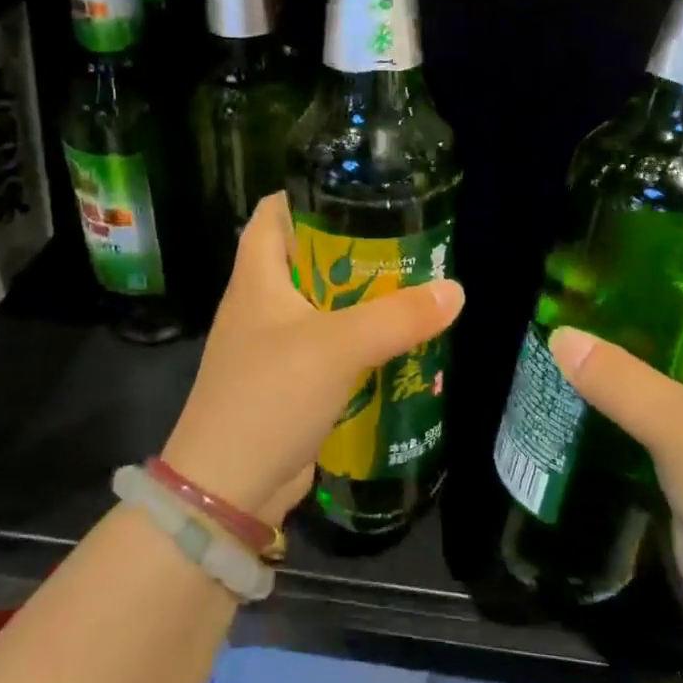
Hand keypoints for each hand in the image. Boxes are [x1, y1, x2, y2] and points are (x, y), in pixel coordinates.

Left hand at [162, 193, 465, 525]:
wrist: (227, 489)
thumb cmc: (270, 396)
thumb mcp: (337, 347)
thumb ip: (397, 317)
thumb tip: (455, 290)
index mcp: (256, 277)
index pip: (273, 212)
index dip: (308, 194)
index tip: (359, 193)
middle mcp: (260, 303)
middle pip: (304, 257)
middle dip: (351, 248)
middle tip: (406, 243)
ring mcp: (272, 345)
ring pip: (320, 304)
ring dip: (359, 298)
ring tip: (412, 288)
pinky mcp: (288, 382)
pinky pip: (326, 347)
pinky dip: (357, 340)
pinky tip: (395, 344)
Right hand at [548, 257, 682, 627]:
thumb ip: (620, 379)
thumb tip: (559, 335)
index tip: (653, 224)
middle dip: (655, 286)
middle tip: (594, 266)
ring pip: (677, 356)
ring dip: (635, 336)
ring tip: (579, 311)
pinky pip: (660, 398)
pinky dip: (628, 382)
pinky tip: (585, 376)